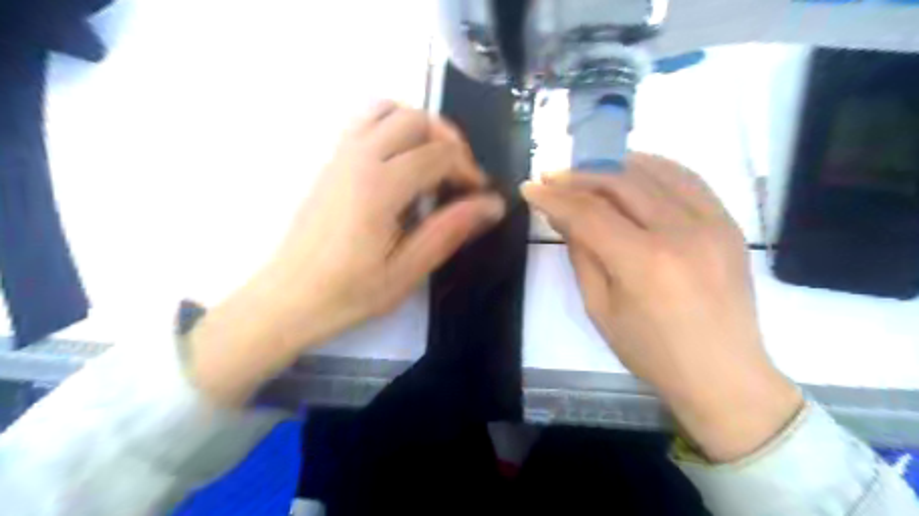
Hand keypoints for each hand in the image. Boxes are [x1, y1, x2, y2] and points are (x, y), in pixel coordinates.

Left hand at [187, 100, 501, 405]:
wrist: (288, 298)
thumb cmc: (349, 292)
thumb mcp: (407, 270)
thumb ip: (449, 230)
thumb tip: (493, 205)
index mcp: (380, 186)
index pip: (439, 155)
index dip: (469, 171)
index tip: (480, 196)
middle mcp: (359, 158)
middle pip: (416, 120)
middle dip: (449, 142)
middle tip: (460, 178)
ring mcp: (339, 155)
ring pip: (387, 109)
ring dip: (419, 127)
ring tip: (433, 162)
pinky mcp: (329, 161)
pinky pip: (364, 121)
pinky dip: (392, 127)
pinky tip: (400, 163)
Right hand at [519, 152, 802, 462]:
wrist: (724, 374)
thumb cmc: (652, 352)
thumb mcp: (600, 309)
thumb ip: (581, 255)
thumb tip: (563, 216)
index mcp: (644, 263)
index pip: (589, 213)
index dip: (554, 197)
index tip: (530, 188)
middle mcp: (681, 232)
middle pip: (620, 183)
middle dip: (578, 175)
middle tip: (552, 176)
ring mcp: (712, 223)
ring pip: (654, 171)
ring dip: (613, 165)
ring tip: (586, 169)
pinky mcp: (729, 223)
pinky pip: (688, 178)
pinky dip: (654, 167)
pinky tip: (632, 170)